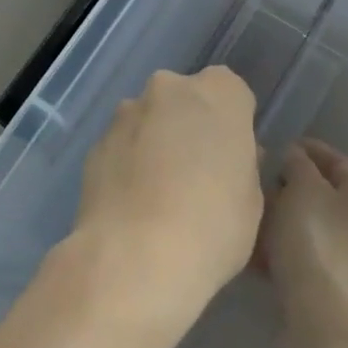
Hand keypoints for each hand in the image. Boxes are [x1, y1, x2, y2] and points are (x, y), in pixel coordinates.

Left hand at [67, 67, 262, 325]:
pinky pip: (122, 147)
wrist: (135, 258)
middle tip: (197, 173)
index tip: (231, 157)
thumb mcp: (252, 199)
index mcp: (219, 93)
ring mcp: (127, 114)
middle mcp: (170, 89)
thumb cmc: (213, 225)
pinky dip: (128, 164)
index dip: (233, 124)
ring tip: (160, 195)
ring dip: (156, 142)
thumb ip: (241, 165)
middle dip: (190, 125)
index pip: (232, 92)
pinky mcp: (96, 144)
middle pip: (185, 99)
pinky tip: (133, 206)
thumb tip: (225, 159)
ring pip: (149, 120)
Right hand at [259, 139, 347, 325]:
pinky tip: (248, 250)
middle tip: (253, 179)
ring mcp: (341, 259)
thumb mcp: (304, 188)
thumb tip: (292, 156)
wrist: (325, 320)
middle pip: (318, 194)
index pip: (336, 161)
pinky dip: (273, 250)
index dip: (308, 148)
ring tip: (244, 213)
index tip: (277, 144)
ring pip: (301, 227)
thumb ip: (297, 164)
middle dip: (285, 185)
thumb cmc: (318, 242)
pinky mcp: (321, 287)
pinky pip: (293, 257)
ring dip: (275, 219)